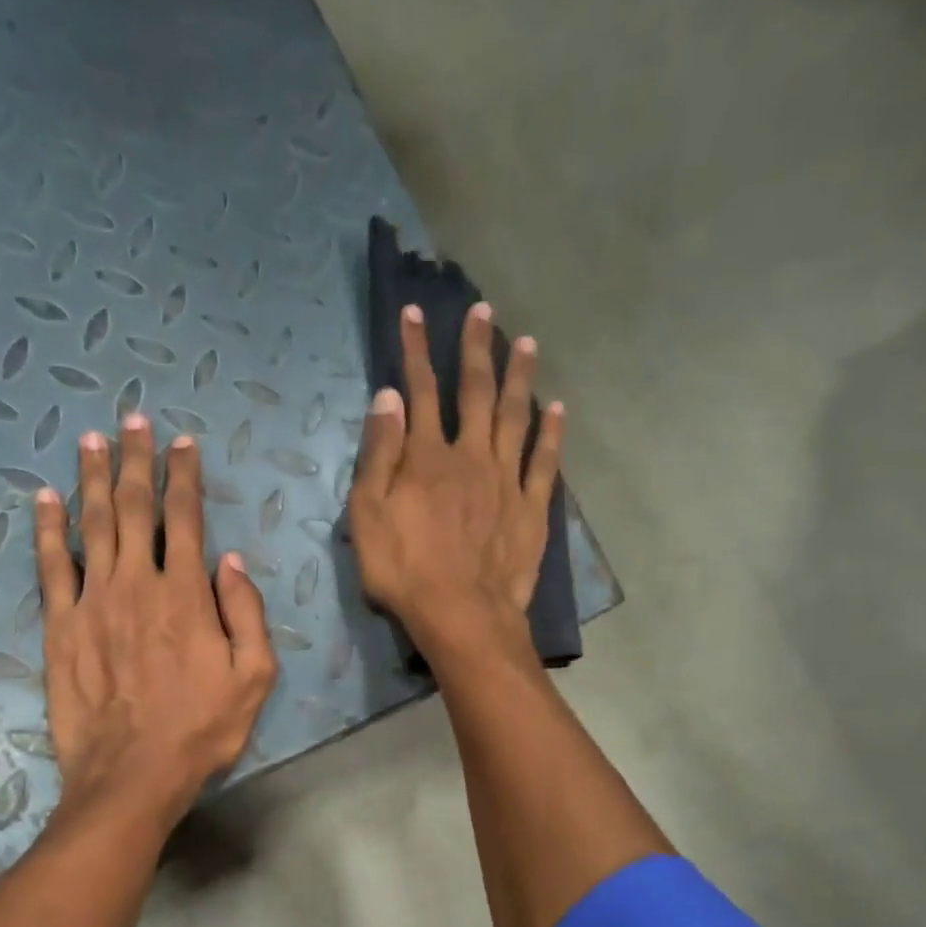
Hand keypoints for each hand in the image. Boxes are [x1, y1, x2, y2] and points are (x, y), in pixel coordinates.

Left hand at [35, 414, 276, 825]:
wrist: (132, 774)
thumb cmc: (200, 729)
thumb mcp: (253, 678)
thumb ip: (247, 613)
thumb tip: (230, 561)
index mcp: (186, 594)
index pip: (186, 518)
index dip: (184, 476)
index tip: (183, 444)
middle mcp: (137, 583)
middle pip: (134, 507)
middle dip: (136, 460)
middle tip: (133, 421)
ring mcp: (92, 601)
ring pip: (91, 524)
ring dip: (92, 478)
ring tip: (91, 440)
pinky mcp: (60, 626)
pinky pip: (50, 565)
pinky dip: (47, 528)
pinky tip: (44, 498)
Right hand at [348, 302, 562, 656]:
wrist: (462, 615)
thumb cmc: (404, 571)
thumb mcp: (369, 516)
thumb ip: (379, 456)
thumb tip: (389, 397)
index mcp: (427, 457)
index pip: (419, 392)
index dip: (416, 351)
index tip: (415, 314)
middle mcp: (471, 456)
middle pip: (475, 392)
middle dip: (476, 349)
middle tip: (483, 311)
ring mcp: (507, 481)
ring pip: (515, 416)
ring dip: (519, 377)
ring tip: (525, 342)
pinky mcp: (531, 508)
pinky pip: (545, 461)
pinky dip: (551, 432)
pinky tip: (556, 408)